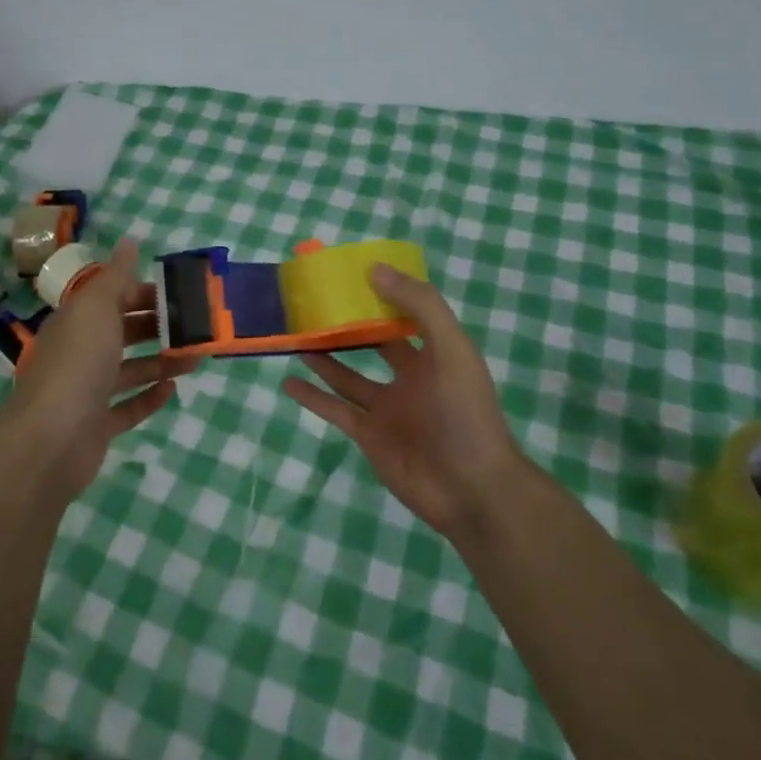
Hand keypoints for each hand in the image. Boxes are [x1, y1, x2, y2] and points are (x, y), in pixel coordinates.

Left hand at [0, 241, 198, 501]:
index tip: (180, 294)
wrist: (50, 440)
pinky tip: (173, 390)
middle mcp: (80, 352)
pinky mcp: (96, 426)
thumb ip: (116, 276)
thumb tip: (129, 241)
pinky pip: (127, 407)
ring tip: (196, 358)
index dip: (144, 292)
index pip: (113, 298)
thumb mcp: (97, 307)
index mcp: (77, 320)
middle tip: (196, 326)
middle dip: (157, 327)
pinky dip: (149, 397)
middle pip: (122, 332)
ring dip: (161, 362)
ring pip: (129, 370)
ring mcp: (87, 391)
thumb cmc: (77, 363)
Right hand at [284, 264, 521, 538]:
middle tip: (314, 304)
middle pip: (373, 344)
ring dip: (324, 357)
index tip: (350, 274)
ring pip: (348, 376)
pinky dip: (312, 397)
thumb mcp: (452, 348)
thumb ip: (419, 305)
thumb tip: (374, 269)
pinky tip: (288, 382)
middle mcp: (410, 378)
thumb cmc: (466, 412)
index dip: (381, 295)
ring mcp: (387, 409)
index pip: (404, 316)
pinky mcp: (368, 436)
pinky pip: (335, 410)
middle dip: (349, 325)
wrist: (472, 490)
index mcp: (434, 354)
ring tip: (296, 335)